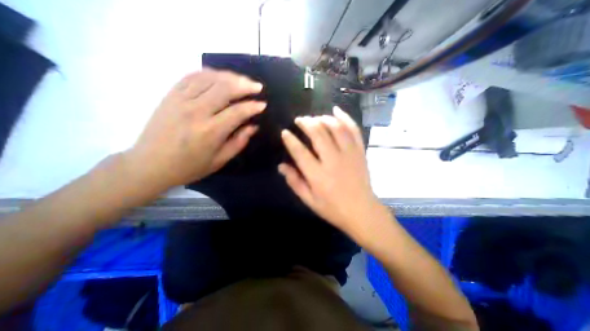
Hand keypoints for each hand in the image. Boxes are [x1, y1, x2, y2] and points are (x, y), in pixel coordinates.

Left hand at [127, 69, 264, 193]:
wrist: (150, 165)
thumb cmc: (189, 167)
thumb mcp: (219, 161)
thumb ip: (239, 142)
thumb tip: (253, 126)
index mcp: (210, 132)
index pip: (237, 112)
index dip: (253, 107)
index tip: (262, 104)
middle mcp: (196, 111)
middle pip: (224, 89)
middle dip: (245, 85)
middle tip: (257, 87)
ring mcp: (181, 100)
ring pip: (209, 78)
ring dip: (229, 76)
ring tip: (242, 80)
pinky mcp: (170, 95)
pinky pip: (192, 76)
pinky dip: (209, 73)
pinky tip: (220, 76)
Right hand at [278, 107, 382, 235]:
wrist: (361, 211)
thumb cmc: (333, 208)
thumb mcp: (309, 200)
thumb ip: (295, 182)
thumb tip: (281, 166)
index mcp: (318, 176)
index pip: (300, 152)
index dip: (290, 140)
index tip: (285, 132)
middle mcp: (333, 161)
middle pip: (318, 134)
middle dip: (306, 123)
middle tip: (300, 120)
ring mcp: (349, 155)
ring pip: (336, 128)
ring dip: (323, 119)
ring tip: (315, 117)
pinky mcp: (360, 152)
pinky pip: (353, 130)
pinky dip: (345, 118)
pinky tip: (337, 110)